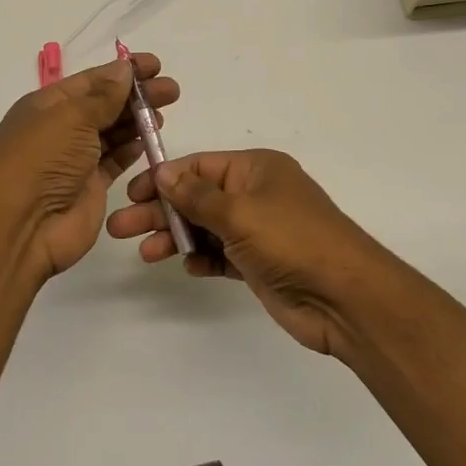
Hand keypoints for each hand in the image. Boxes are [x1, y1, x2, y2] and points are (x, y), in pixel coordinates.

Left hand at [0, 54, 179, 286]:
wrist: (20, 227)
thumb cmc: (40, 161)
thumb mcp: (70, 118)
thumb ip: (103, 96)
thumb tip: (123, 69)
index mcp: (46, 105)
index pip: (91, 80)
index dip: (123, 71)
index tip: (155, 65)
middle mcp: (60, 129)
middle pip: (104, 104)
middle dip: (136, 95)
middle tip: (171, 90)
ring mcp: (75, 160)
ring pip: (112, 132)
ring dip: (137, 120)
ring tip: (164, 112)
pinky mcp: (90, 186)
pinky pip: (115, 160)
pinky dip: (132, 148)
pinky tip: (151, 138)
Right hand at [106, 150, 405, 356]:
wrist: (345, 298)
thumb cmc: (292, 240)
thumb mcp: (240, 211)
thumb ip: (197, 195)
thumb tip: (164, 173)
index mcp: (255, 170)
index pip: (199, 166)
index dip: (164, 178)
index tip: (132, 194)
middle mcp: (255, 195)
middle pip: (197, 197)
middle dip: (160, 211)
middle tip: (120, 228)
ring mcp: (257, 231)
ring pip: (205, 228)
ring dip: (175, 237)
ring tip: (144, 253)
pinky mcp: (258, 264)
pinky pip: (220, 255)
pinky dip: (202, 258)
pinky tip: (186, 266)